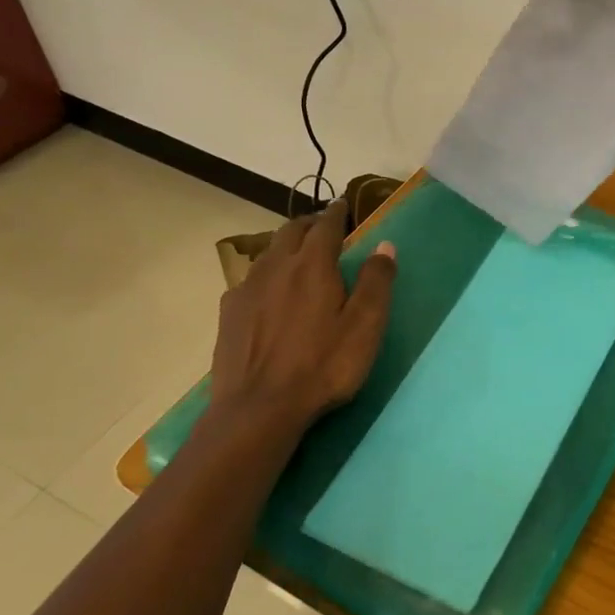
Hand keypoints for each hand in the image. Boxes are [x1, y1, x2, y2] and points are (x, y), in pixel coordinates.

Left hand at [206, 205, 397, 441]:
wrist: (258, 410)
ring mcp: (247, 289)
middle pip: (291, 231)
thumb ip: (376, 282)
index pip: (326, 226)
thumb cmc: (322, 366)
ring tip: (297, 256)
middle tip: (323, 227)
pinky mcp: (229, 314)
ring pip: (267, 253)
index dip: (336, 212)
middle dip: (309, 224)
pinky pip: (249, 280)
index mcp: (312, 265)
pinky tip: (269, 293)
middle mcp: (276, 267)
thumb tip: (385, 245)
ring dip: (285, 246)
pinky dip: (266, 274)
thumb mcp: (364, 326)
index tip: (342, 205)